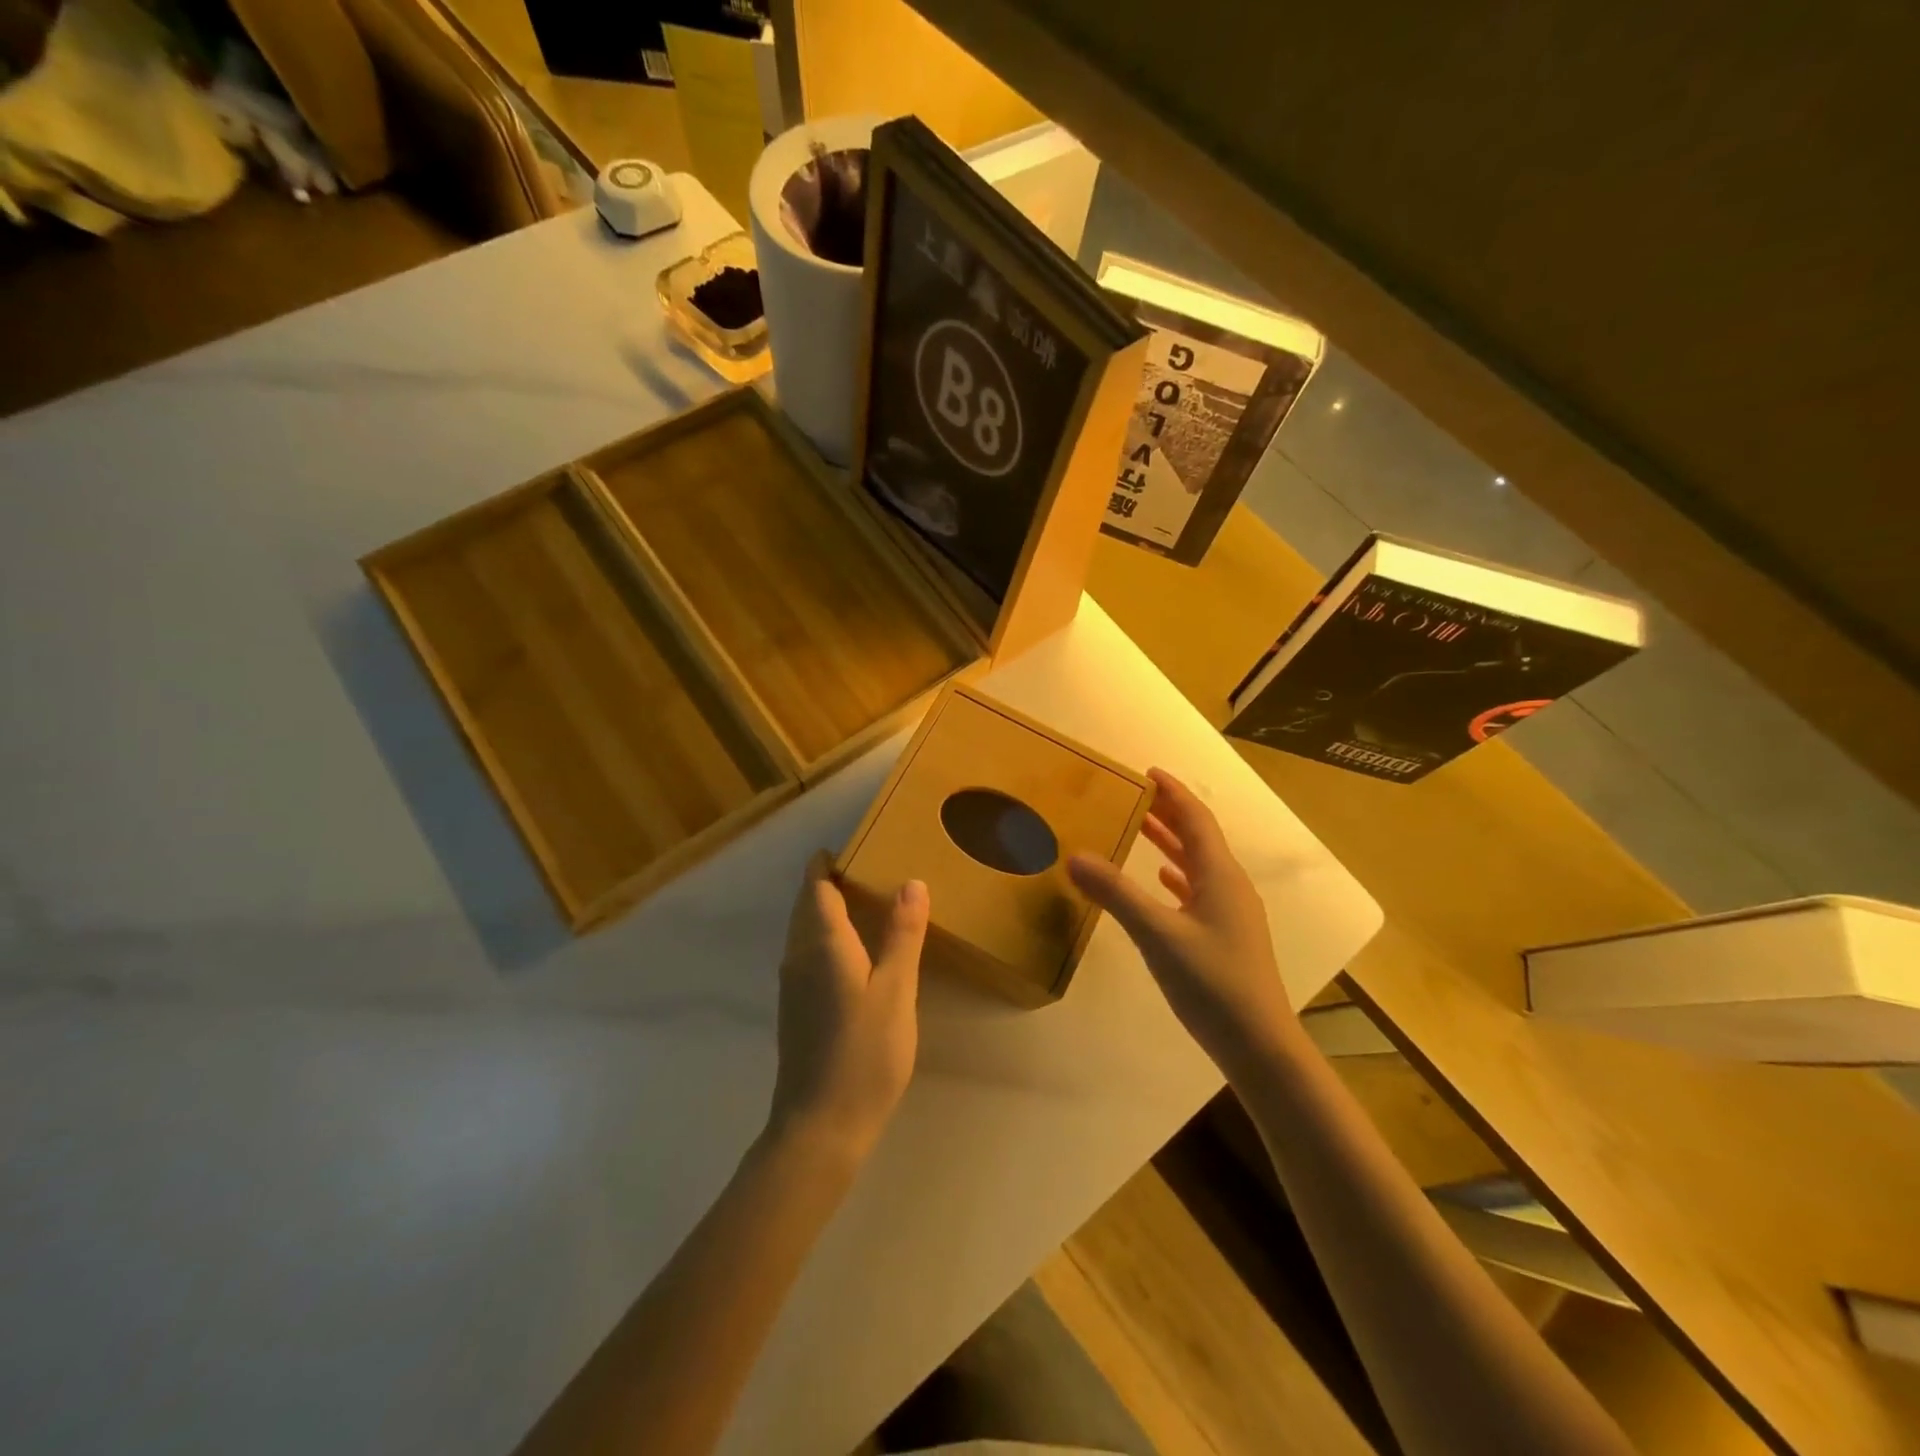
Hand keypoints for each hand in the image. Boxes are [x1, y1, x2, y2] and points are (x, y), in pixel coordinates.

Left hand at [768, 852, 928, 1161]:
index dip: (827, 863)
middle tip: (869, 867)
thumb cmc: (863, 1054)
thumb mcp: (895, 991)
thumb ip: (903, 935)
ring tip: (866, 902)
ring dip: (826, 909)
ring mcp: (792, 985)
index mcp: (821, 944)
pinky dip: (826, 936)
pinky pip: (807, 953)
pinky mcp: (795, 1008)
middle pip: (807, 905)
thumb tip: (911, 882)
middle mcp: (798, 956)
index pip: (815, 886)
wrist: (819, 1126)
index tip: (853, 846)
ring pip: (804, 930)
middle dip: (828, 881)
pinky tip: (855, 952)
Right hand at [1069, 769, 1295, 1080]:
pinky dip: (1178, 877)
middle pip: (1199, 837)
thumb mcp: (1158, 936)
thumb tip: (1075, 855)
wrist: (1259, 1045)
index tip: (1147, 772)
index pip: (1196, 819)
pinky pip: (1200, 890)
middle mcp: (1230, 886)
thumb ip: (1116, 894)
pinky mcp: (1227, 937)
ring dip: (1172, 843)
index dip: (1173, 792)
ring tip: (1142, 830)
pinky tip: (1162, 881)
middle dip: (1169, 814)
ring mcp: (1231, 913)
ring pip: (1199, 864)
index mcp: (1220, 876)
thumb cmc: (1212, 983)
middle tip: (1135, 796)